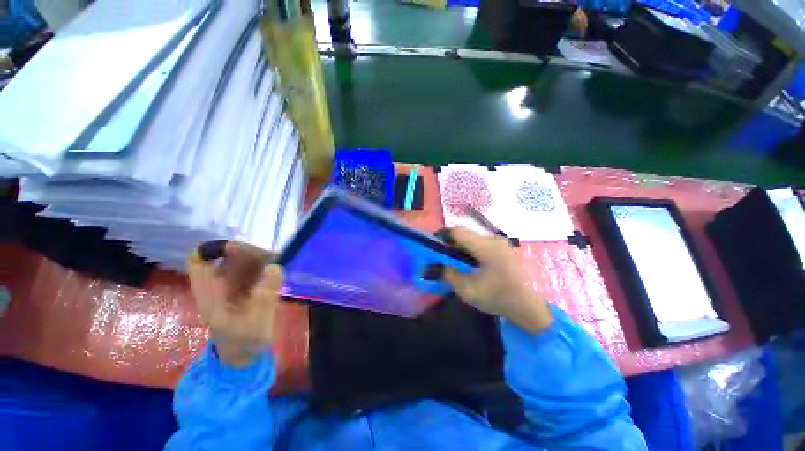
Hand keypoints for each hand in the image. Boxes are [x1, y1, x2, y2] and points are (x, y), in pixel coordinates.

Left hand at [187, 241, 282, 366]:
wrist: (244, 355)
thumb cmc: (246, 341)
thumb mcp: (257, 323)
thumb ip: (266, 295)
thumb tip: (275, 266)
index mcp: (210, 293)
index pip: (199, 261)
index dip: (216, 249)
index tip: (241, 251)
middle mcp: (216, 285)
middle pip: (225, 256)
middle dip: (247, 252)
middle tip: (272, 257)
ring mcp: (228, 285)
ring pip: (239, 260)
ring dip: (258, 257)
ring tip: (277, 263)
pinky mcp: (241, 286)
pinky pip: (250, 267)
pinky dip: (262, 264)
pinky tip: (275, 271)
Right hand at [442, 227, 552, 332]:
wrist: (531, 308)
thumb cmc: (498, 298)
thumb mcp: (467, 290)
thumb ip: (447, 274)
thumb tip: (431, 266)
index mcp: (485, 247)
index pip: (457, 231)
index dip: (442, 236)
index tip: (435, 248)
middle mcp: (494, 239)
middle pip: (465, 233)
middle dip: (451, 243)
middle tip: (444, 258)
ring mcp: (501, 242)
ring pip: (473, 238)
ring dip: (462, 247)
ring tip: (457, 263)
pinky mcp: (505, 248)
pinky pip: (482, 243)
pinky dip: (472, 250)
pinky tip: (472, 264)